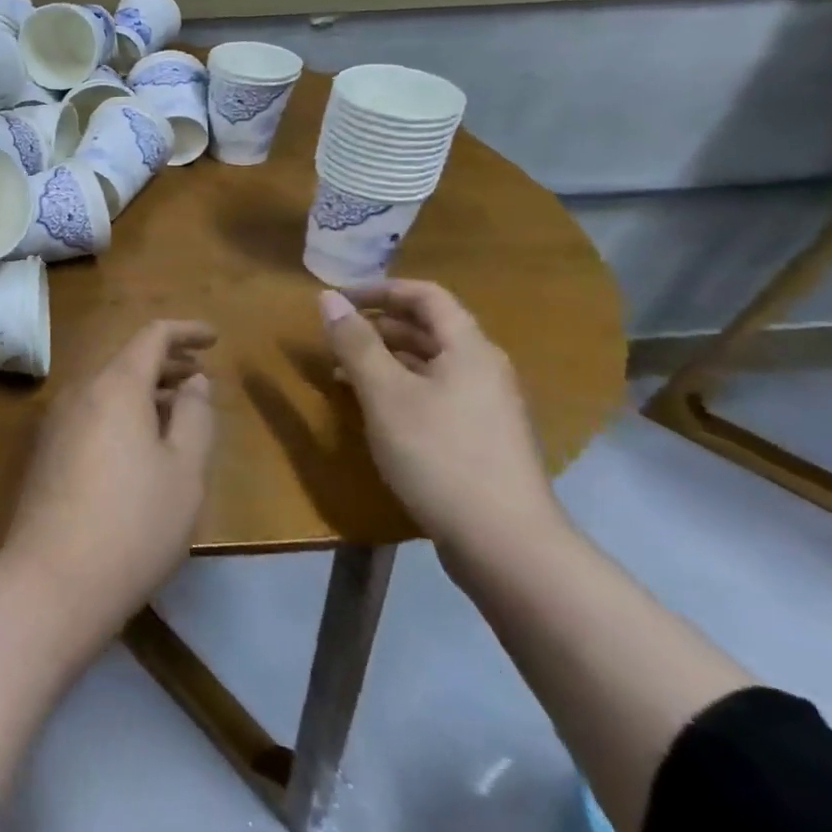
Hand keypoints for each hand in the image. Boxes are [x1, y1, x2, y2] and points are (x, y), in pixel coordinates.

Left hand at [0, 320, 217, 620]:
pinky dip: (122, 412)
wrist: (54, 579)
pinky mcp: (47, 451)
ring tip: (178, 408)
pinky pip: (91, 413)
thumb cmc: (134, 522)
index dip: (185, 331)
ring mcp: (56, 422)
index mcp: (114, 386)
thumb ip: (194, 416)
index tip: (214, 338)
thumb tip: (193, 381)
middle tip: (202, 375)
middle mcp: (78, 392)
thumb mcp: (184, 471)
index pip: (151, 337)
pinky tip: (141, 442)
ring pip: (107, 389)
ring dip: (144, 390)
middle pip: (126, 361)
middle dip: (167, 363)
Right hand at [319, 281, 562, 558]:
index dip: (379, 290)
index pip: (425, 295)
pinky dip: (398, 387)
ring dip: (383, 358)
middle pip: (428, 328)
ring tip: (340, 372)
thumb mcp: (384, 393)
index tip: (337, 301)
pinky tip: (371, 409)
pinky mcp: (478, 437)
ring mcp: (485, 405)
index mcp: (469, 349)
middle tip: (332, 338)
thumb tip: (326, 298)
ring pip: (428, 363)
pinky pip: (433, 392)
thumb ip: (354, 343)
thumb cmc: (439, 454)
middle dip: (376, 325)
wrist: (504, 542)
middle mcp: (483, 369)